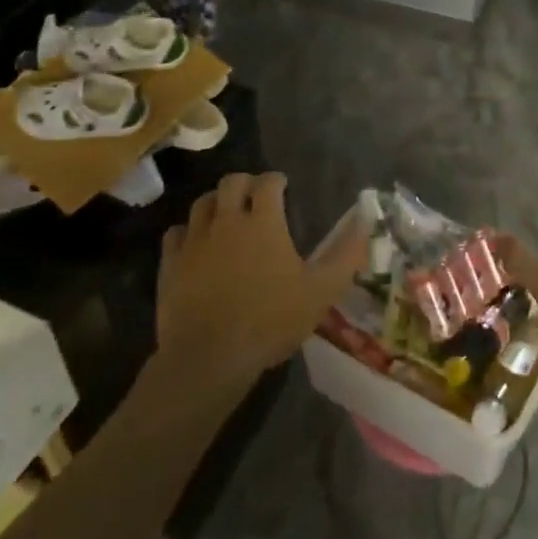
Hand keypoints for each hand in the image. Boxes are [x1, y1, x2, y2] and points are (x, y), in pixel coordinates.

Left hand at [157, 172, 369, 377]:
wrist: (209, 358)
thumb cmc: (270, 321)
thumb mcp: (320, 291)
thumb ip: (345, 255)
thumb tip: (366, 222)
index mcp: (263, 221)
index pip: (268, 182)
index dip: (276, 180)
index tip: (283, 187)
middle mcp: (226, 220)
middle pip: (232, 182)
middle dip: (245, 183)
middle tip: (255, 197)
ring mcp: (194, 241)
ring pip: (202, 203)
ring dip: (217, 202)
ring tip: (226, 215)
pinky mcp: (170, 263)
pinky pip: (176, 233)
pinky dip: (188, 231)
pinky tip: (196, 244)